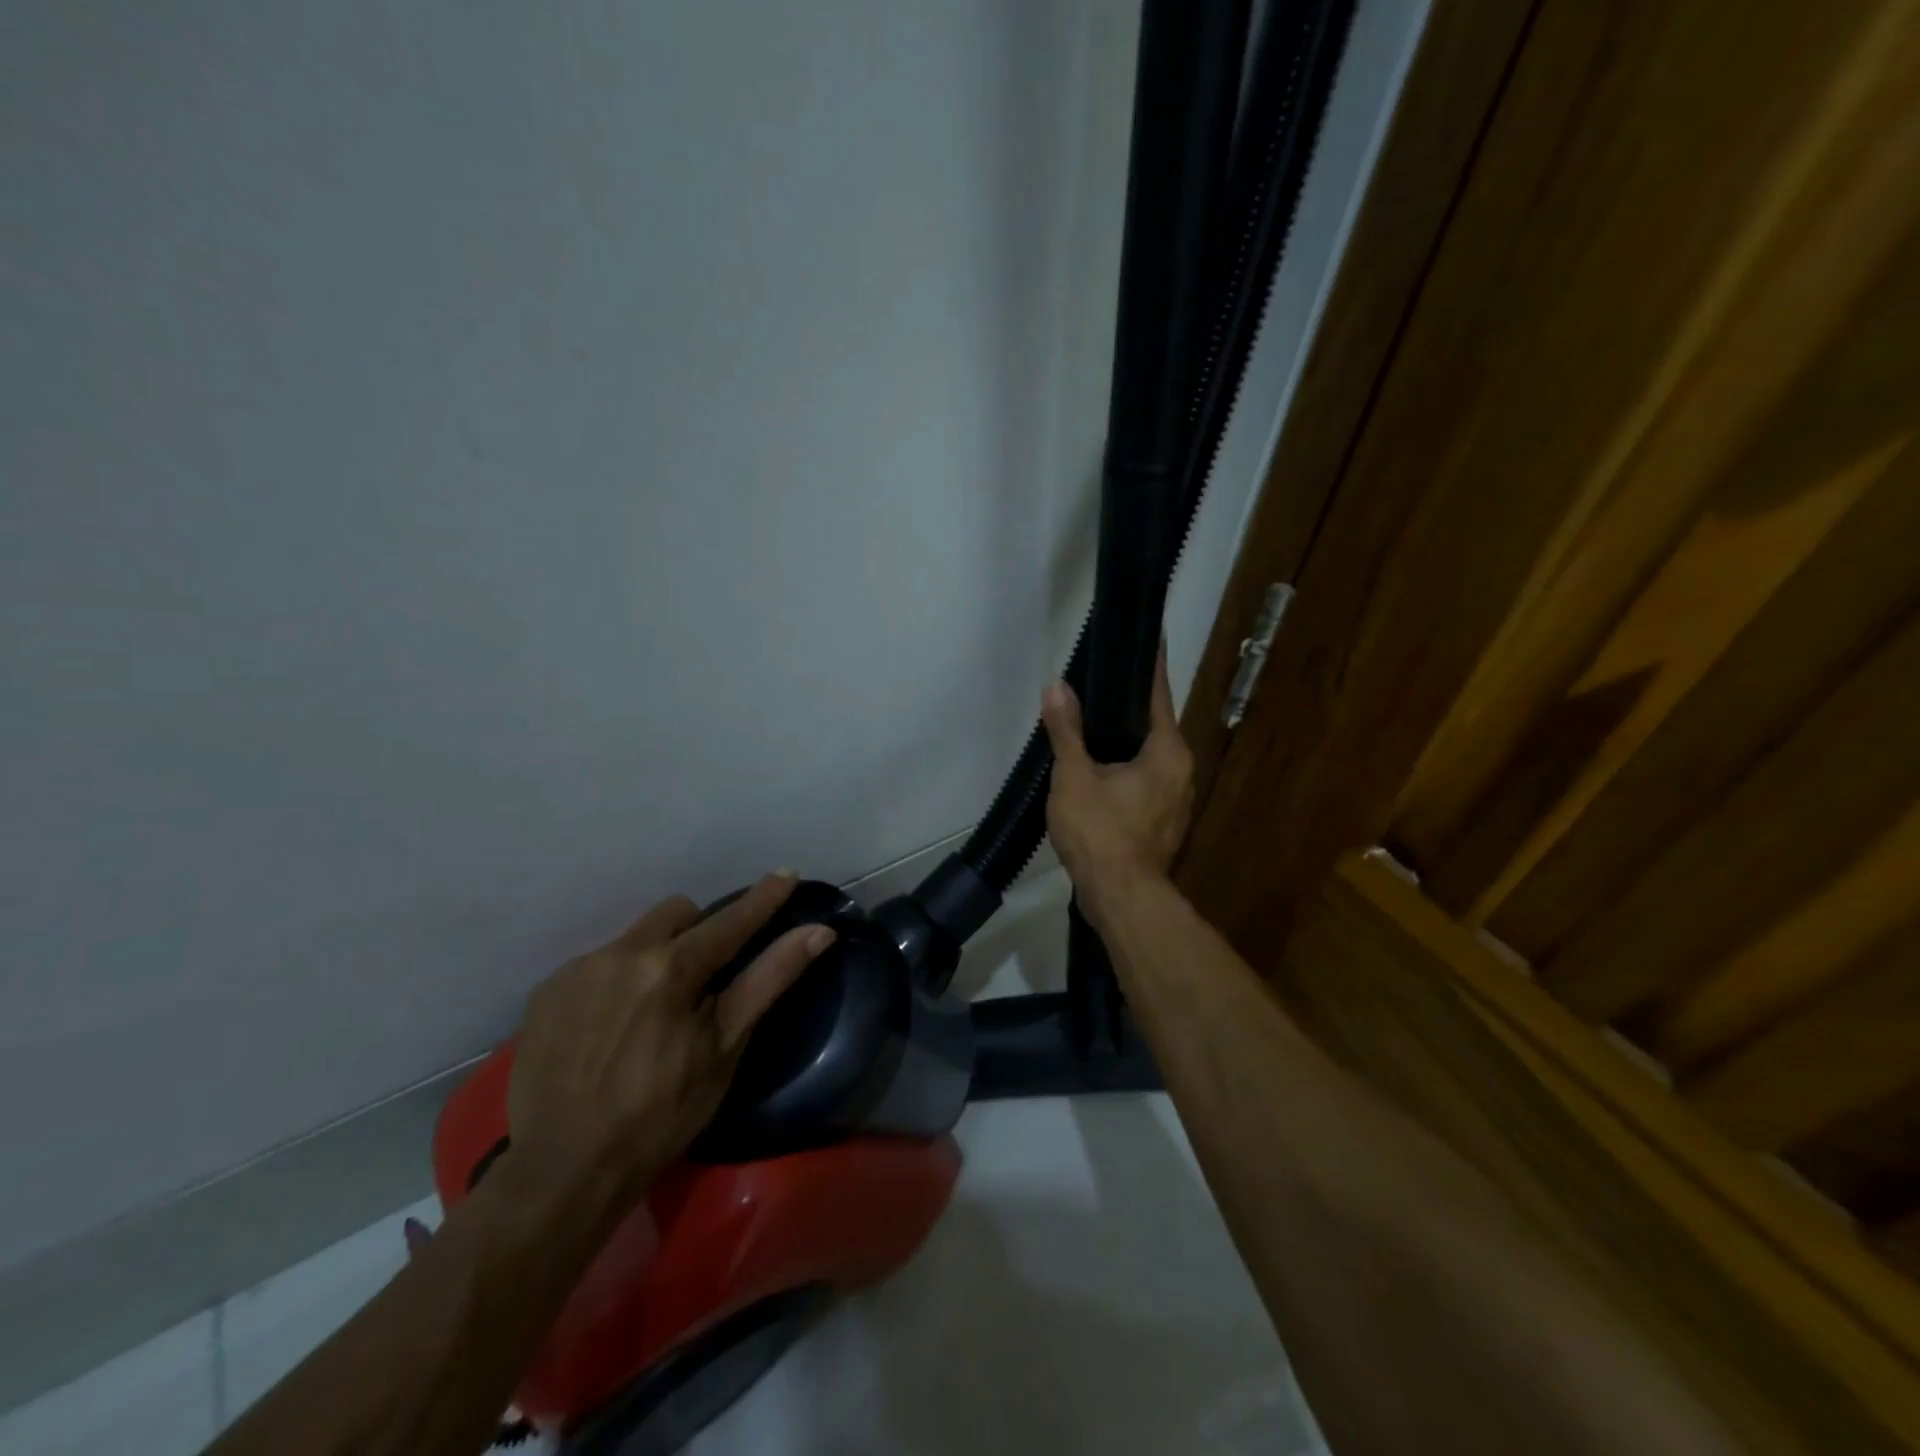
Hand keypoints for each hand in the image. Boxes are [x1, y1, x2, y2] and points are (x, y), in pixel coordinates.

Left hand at [506, 873, 833, 1209]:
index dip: (763, 898)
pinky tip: (610, 1028)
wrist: (562, 1171)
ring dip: (655, 958)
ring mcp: (577, 970)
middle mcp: (621, 952)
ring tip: (651, 1013)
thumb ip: (769, 978)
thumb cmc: (660, 1113)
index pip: (730, 920)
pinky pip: (597, 965)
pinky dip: (616, 982)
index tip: (786, 873)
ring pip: (635, 939)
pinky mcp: (546, 993)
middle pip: (677, 914)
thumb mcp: (724, 1047)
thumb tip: (818, 932)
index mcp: (671, 966)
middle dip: (698, 932)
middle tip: (703, 981)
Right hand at [1040, 647, 1194, 923]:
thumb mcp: (1074, 776)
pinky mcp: (1163, 824)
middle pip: (1154, 727)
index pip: (1158, 695)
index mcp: (1168, 751)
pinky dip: (1125, 772)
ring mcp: (1176, 801)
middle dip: (1129, 708)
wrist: (1119, 898)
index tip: (1145, 640)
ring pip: (1149, 758)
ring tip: (1092, 726)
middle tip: (1099, 684)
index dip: (1149, 667)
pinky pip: (1144, 784)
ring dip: (1125, 744)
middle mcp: (1182, 771)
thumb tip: (1056, 686)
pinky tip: (1098, 772)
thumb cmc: (1101, 831)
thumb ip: (1066, 730)